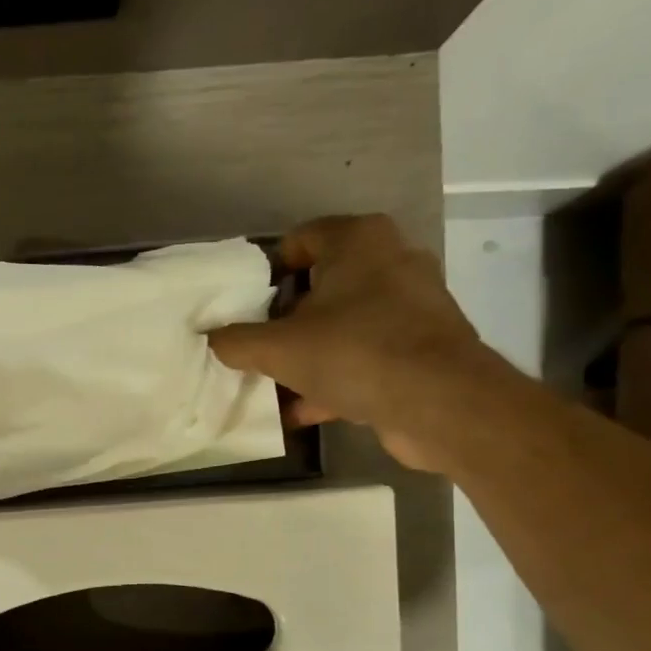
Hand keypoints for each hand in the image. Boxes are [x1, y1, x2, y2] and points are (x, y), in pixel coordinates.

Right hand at [208, 215, 487, 470]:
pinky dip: (336, 380)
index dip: (267, 272)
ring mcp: (412, 306)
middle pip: (322, 286)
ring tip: (274, 384)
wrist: (439, 402)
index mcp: (359, 241)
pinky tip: (303, 411)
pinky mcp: (422, 348)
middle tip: (258, 346)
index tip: (246, 307)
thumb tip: (212, 338)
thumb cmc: (353, 352)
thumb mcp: (277, 349)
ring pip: (344, 326)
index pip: (300, 239)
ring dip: (309, 355)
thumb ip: (236, 341)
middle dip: (286, 320)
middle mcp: (392, 262)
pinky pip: (365, 357)